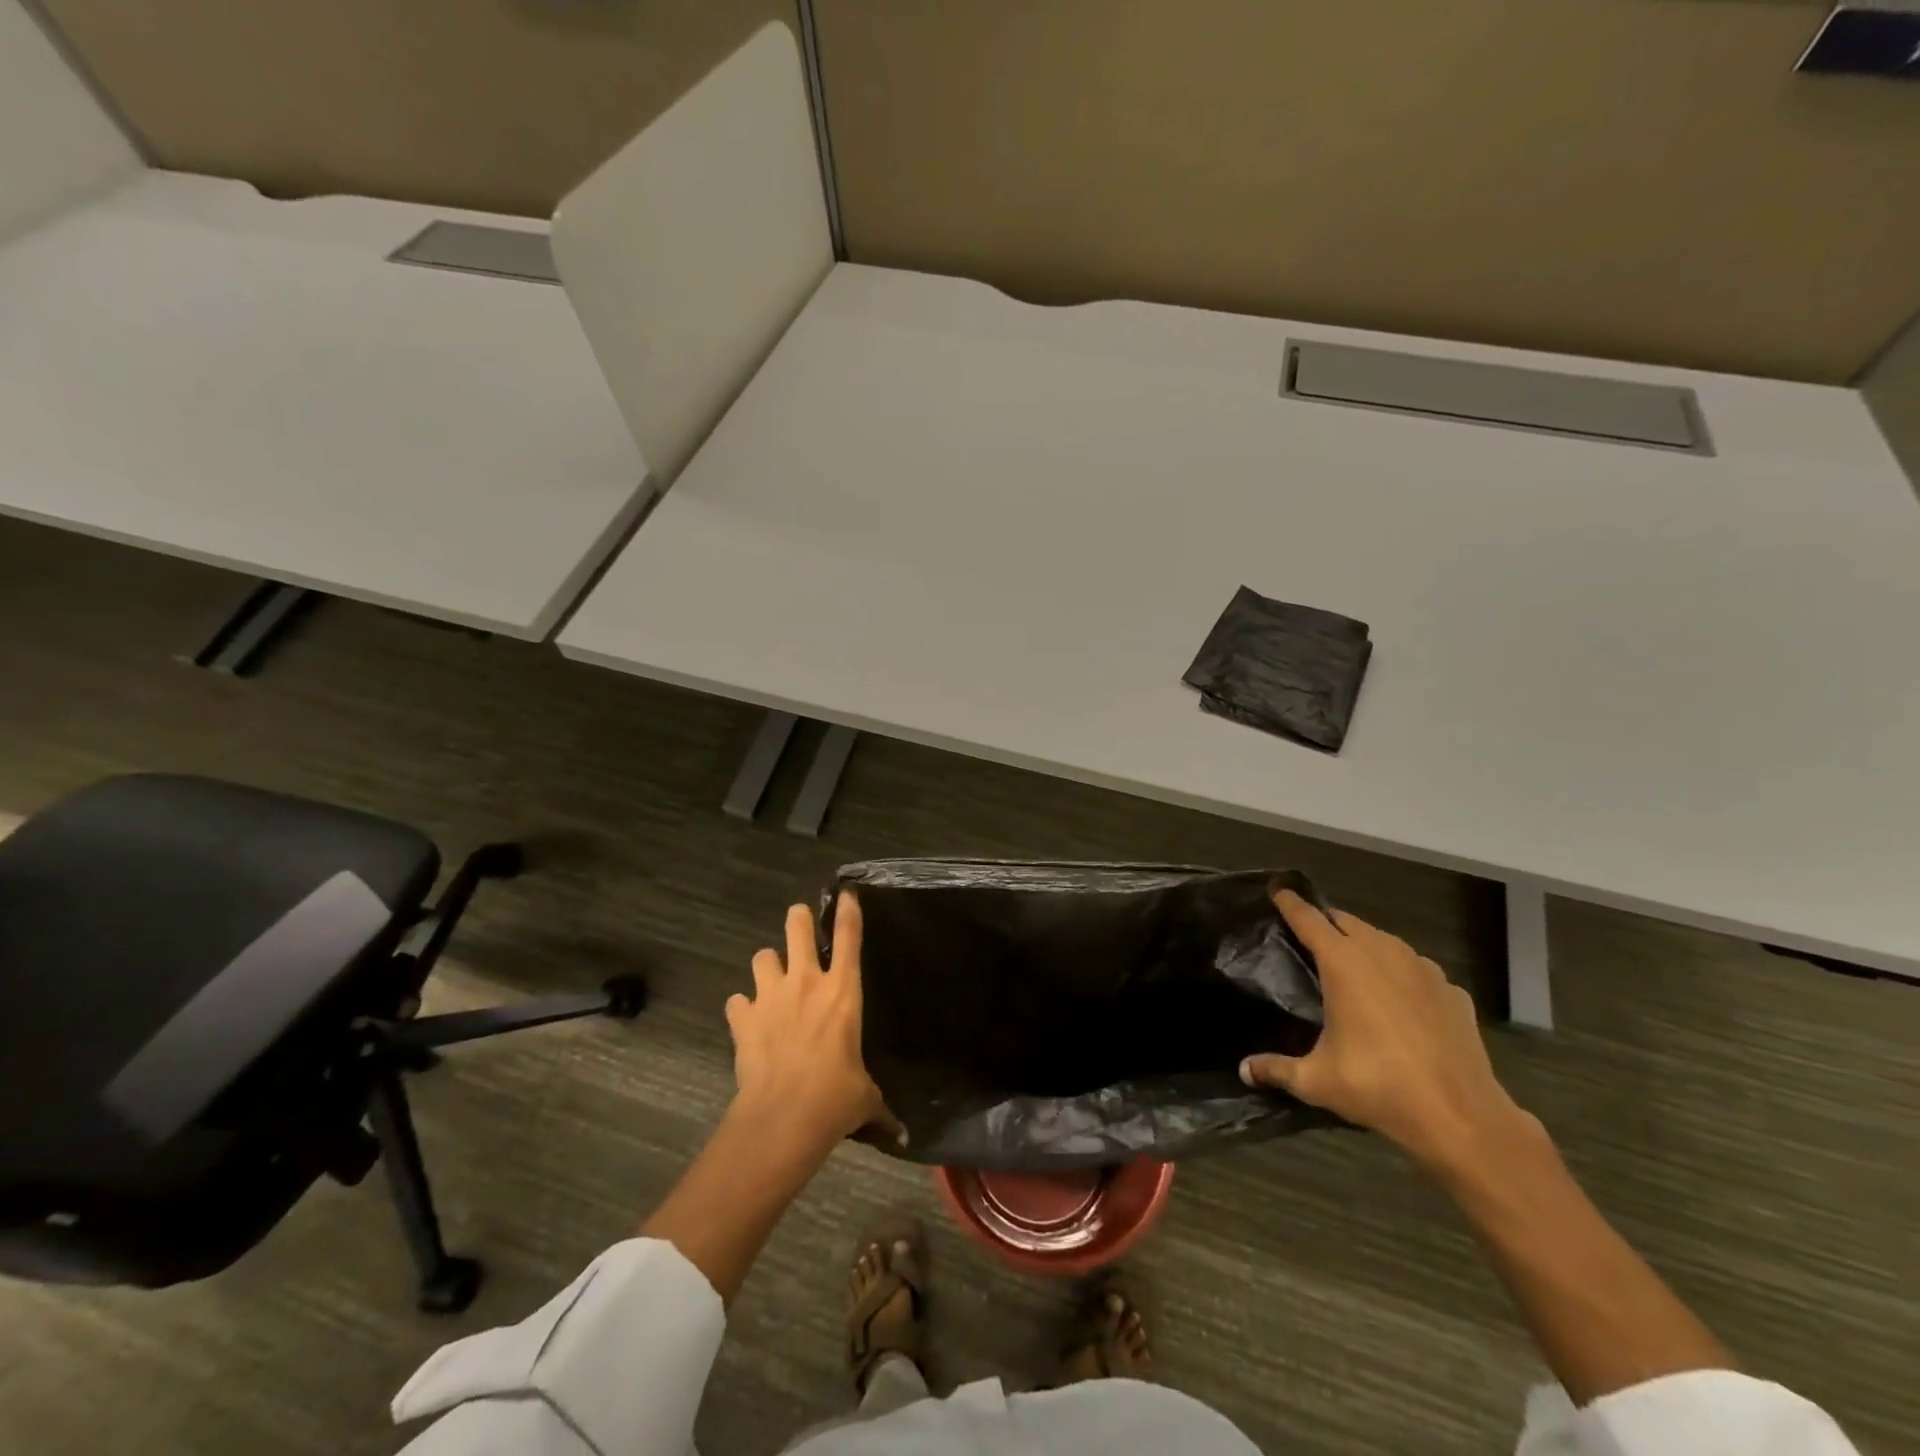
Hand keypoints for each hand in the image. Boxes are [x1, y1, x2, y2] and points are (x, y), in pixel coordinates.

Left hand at [727, 893, 889, 1149]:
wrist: (783, 1116)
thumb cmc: (835, 1098)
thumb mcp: (864, 1096)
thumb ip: (878, 1104)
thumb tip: (901, 1134)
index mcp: (843, 991)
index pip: (849, 937)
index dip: (847, 910)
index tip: (845, 893)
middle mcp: (806, 982)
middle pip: (797, 928)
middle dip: (798, 919)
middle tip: (800, 921)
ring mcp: (771, 996)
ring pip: (762, 956)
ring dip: (767, 965)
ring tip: (771, 980)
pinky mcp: (743, 1018)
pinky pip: (737, 1001)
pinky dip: (742, 1008)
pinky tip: (747, 1021)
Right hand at [1241, 891, 1532, 1171]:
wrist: (1461, 1117)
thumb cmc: (1379, 1087)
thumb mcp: (1316, 1081)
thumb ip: (1276, 1068)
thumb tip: (1245, 1070)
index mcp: (1343, 963)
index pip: (1308, 919)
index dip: (1290, 903)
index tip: (1277, 890)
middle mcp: (1383, 954)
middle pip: (1347, 921)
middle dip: (1326, 921)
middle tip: (1308, 934)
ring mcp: (1423, 970)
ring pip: (1384, 940)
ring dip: (1364, 943)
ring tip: (1351, 962)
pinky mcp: (1452, 992)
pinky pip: (1417, 969)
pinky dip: (1401, 973)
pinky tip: (1398, 998)